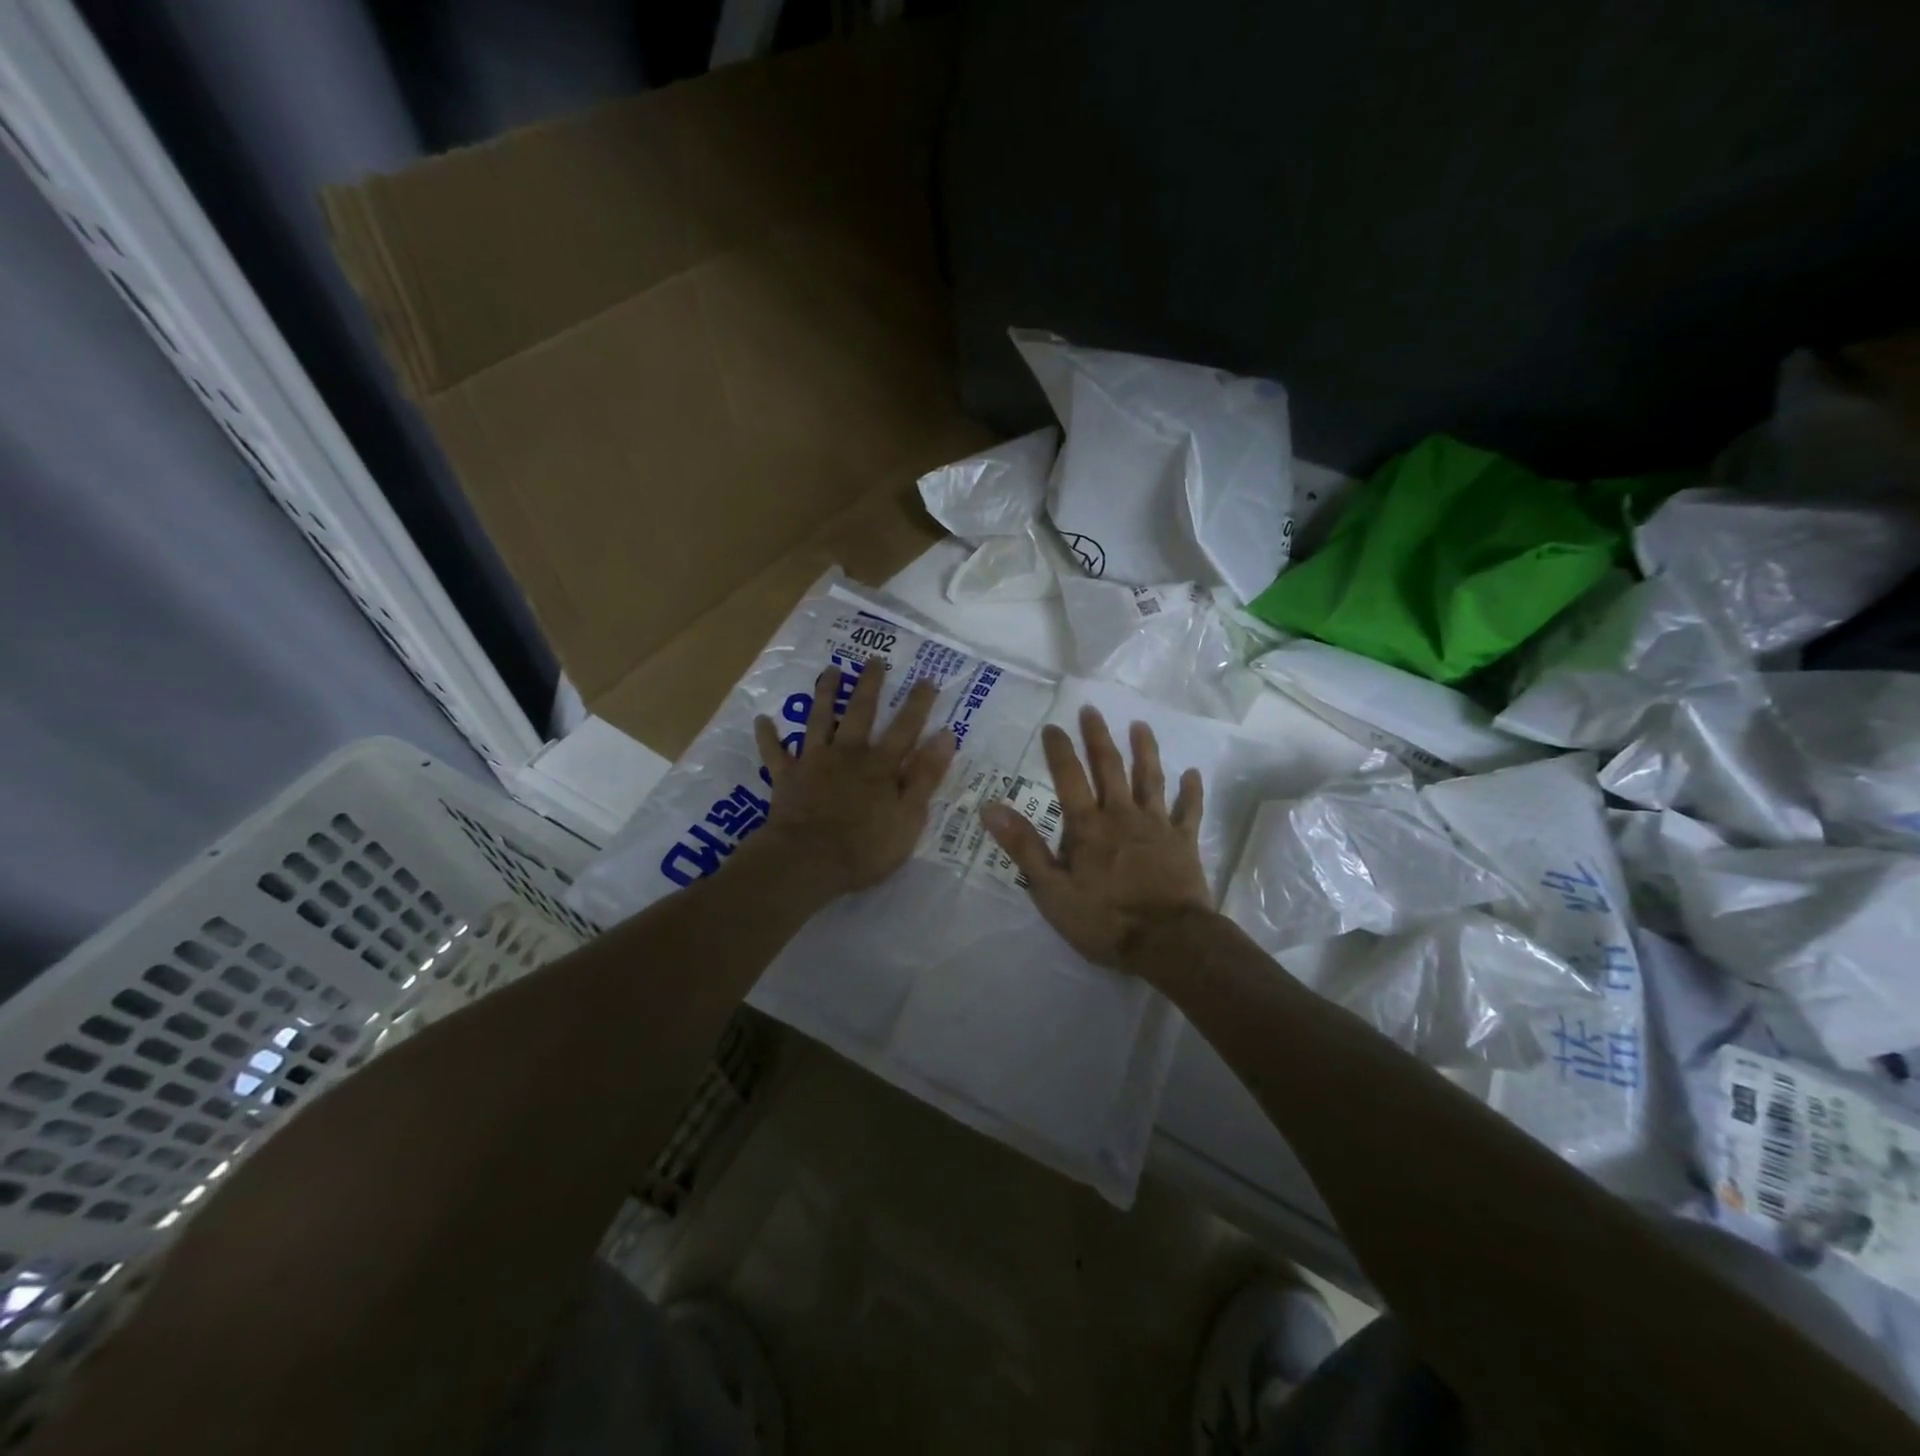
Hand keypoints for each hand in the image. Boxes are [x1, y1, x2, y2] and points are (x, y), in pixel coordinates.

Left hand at [752, 659, 956, 896]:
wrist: (808, 861)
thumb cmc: (865, 847)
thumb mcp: (909, 817)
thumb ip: (925, 776)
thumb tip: (945, 736)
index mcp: (880, 766)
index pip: (905, 728)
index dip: (917, 704)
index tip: (926, 678)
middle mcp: (848, 754)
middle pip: (861, 713)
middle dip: (870, 685)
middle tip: (874, 660)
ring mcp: (814, 762)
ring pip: (820, 720)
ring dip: (825, 695)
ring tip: (829, 671)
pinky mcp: (786, 778)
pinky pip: (774, 753)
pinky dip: (768, 736)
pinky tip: (762, 720)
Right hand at [981, 708, 1212, 969]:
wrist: (1168, 941)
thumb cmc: (1104, 919)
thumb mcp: (1051, 890)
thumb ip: (1024, 847)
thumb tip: (990, 808)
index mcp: (1088, 827)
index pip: (1069, 779)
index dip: (1059, 751)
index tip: (1053, 725)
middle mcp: (1122, 815)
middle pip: (1110, 768)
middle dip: (1098, 738)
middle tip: (1092, 710)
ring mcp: (1156, 826)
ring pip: (1151, 779)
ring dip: (1145, 750)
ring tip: (1141, 725)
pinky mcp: (1184, 842)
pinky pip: (1188, 811)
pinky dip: (1191, 791)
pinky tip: (1193, 773)